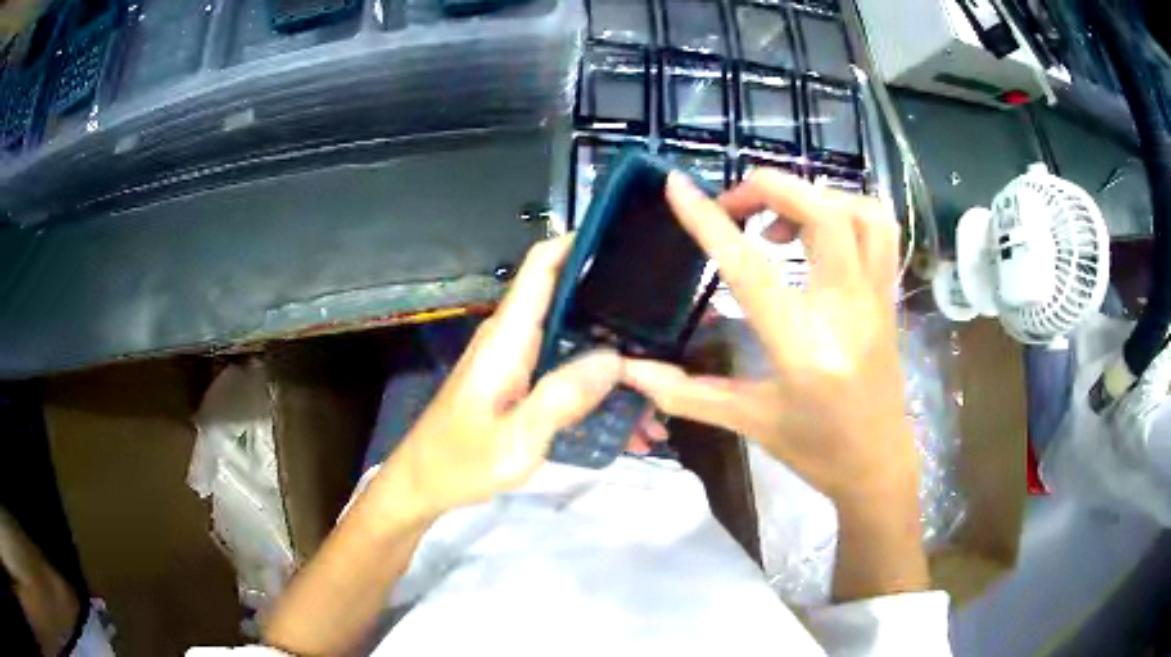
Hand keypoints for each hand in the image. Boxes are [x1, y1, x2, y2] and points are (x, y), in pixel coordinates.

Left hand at [384, 235, 629, 517]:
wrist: (422, 485)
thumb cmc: (460, 463)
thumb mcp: (515, 441)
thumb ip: (561, 398)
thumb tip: (615, 357)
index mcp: (507, 339)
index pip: (541, 267)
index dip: (577, 243)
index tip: (625, 242)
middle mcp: (513, 339)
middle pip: (569, 301)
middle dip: (617, 311)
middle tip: (667, 332)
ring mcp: (517, 362)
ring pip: (574, 342)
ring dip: (614, 363)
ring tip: (657, 396)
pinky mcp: (520, 384)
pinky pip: (565, 373)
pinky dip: (596, 390)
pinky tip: (626, 422)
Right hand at [622, 170, 916, 507]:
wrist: (879, 465)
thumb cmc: (815, 450)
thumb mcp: (750, 422)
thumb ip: (686, 393)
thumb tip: (628, 371)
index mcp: (804, 349)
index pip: (752, 270)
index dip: (710, 222)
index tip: (677, 187)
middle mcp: (847, 311)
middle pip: (822, 214)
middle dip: (770, 189)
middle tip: (734, 205)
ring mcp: (876, 299)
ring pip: (858, 212)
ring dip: (813, 196)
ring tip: (779, 218)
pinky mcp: (888, 296)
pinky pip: (881, 230)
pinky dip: (848, 209)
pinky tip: (820, 230)